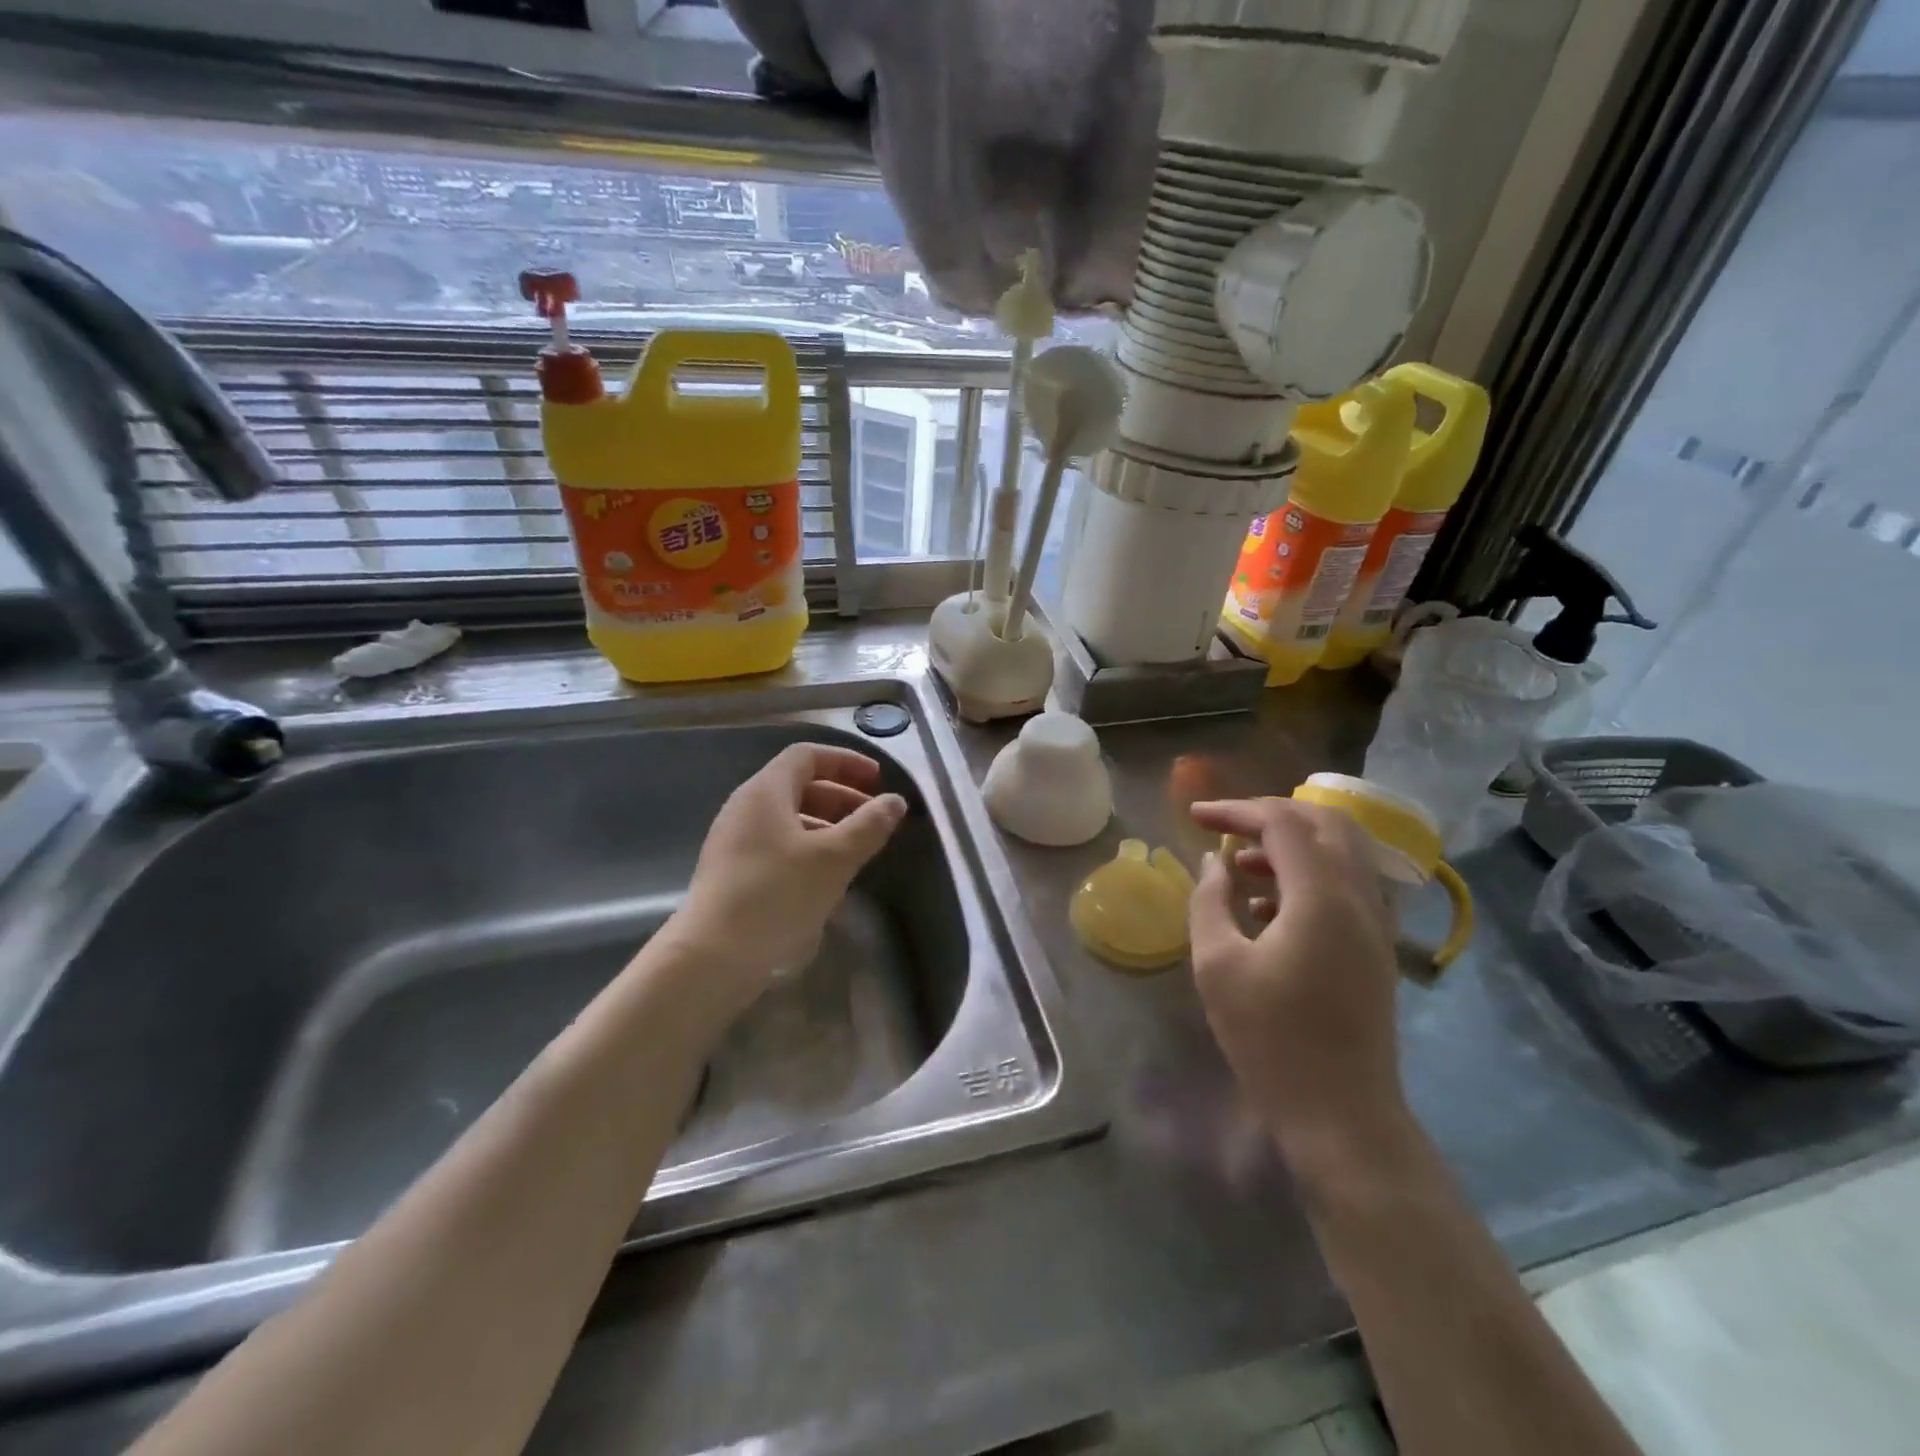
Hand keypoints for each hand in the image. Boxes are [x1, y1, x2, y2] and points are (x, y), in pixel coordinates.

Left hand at [661, 743, 906, 1016]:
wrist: (712, 957)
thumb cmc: (776, 894)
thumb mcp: (833, 858)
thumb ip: (868, 826)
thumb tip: (895, 801)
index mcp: (765, 792)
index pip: (807, 756)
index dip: (846, 761)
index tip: (878, 780)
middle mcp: (745, 808)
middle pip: (798, 786)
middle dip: (842, 797)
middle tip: (874, 819)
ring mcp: (735, 842)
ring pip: (789, 819)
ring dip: (827, 826)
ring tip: (857, 850)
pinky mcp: (733, 873)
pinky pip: (777, 846)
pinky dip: (808, 849)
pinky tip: (827, 878)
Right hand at [1188, 797, 1412, 1171]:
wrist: (1341, 1115)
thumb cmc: (1270, 1039)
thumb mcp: (1218, 965)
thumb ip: (1210, 900)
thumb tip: (1215, 862)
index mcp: (1321, 897)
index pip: (1282, 822)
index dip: (1236, 810)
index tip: (1195, 817)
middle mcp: (1359, 898)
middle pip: (1324, 823)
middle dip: (1270, 814)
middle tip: (1225, 827)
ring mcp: (1375, 924)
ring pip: (1341, 852)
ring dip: (1290, 844)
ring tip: (1239, 865)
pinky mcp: (1376, 948)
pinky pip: (1345, 885)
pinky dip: (1306, 875)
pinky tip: (1265, 908)